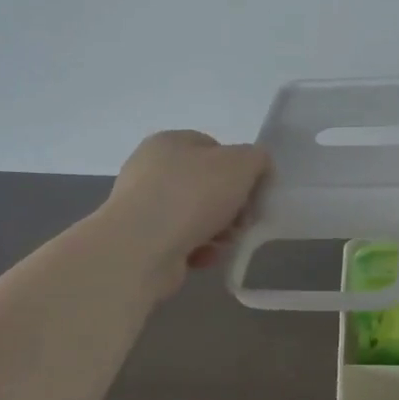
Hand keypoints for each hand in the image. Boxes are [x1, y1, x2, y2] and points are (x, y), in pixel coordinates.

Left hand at [99, 131, 270, 299]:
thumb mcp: (241, 164)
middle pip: (205, 184)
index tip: (253, 190)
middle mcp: (150, 170)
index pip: (213, 147)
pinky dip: (197, 249)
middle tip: (244, 221)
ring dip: (217, 230)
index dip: (239, 168)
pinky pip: (180, 241)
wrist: (140, 248)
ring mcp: (142, 207)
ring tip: (225, 243)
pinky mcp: (140, 241)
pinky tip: (205, 257)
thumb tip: (257, 168)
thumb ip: (257, 159)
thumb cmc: (192, 195)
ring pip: (195, 215)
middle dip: (230, 204)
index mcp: (169, 142)